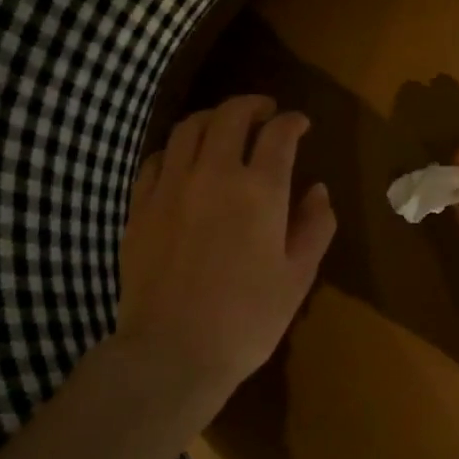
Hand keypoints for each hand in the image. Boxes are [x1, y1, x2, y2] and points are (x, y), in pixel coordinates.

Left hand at [117, 96, 336, 404]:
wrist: (172, 352)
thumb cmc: (247, 320)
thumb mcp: (298, 277)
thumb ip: (315, 227)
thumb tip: (318, 191)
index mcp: (260, 191)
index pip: (278, 135)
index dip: (293, 122)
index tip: (301, 124)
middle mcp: (214, 175)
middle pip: (230, 117)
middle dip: (252, 106)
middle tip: (265, 112)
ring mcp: (170, 187)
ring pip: (188, 129)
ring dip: (212, 119)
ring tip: (225, 128)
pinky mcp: (140, 206)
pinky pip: (156, 159)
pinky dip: (176, 150)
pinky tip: (184, 162)